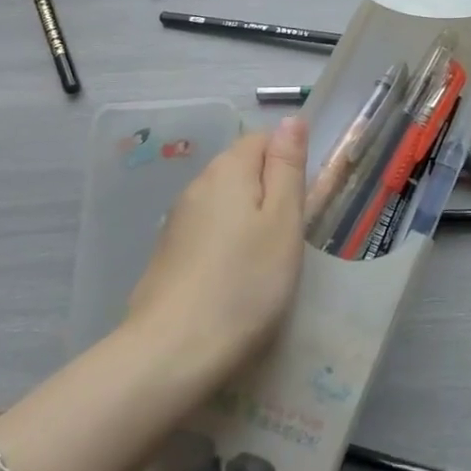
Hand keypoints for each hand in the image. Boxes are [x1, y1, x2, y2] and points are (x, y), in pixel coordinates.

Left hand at [125, 118, 307, 388]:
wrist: (172, 352)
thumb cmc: (245, 283)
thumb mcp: (283, 221)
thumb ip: (287, 166)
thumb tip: (291, 119)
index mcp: (228, 169)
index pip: (263, 138)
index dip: (288, 162)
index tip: (302, 203)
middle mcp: (198, 184)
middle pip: (242, 169)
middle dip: (268, 192)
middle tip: (289, 237)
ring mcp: (177, 220)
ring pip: (224, 202)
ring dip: (247, 219)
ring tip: (264, 262)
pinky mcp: (168, 253)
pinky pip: (207, 231)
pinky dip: (225, 244)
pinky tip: (233, 279)